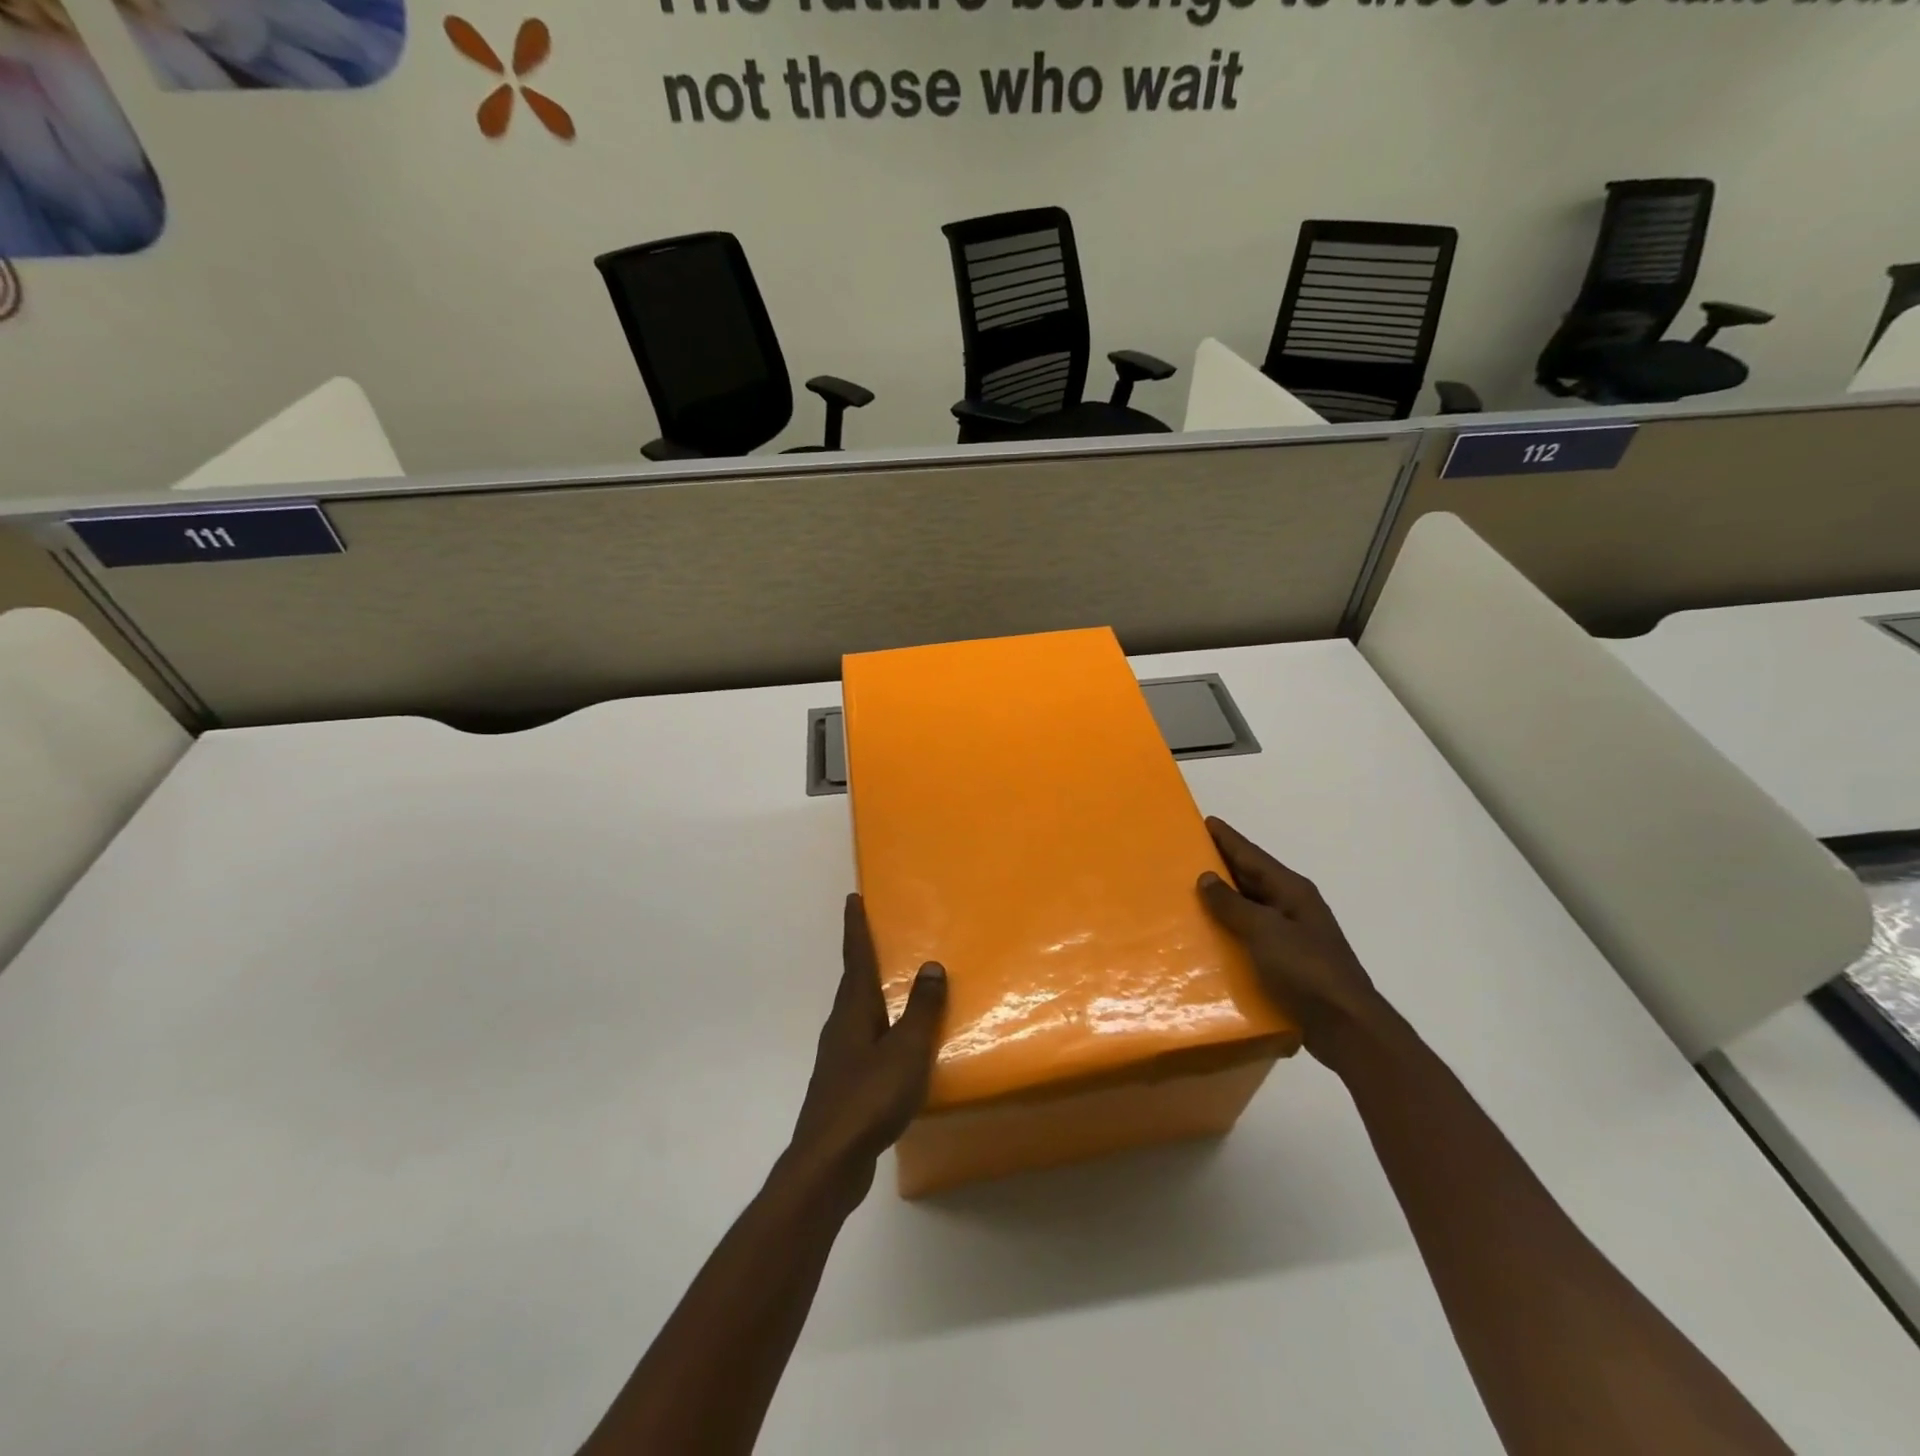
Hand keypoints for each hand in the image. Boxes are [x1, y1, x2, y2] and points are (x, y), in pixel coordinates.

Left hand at [788, 895, 947, 1199]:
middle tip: (880, 934)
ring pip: (859, 1013)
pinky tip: (897, 1045)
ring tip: (896, 985)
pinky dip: (882, 1029)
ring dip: (873, 993)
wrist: (829, 1162)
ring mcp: (840, 1057)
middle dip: (864, 956)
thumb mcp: (906, 1050)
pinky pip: (866, 1042)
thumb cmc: (869, 1098)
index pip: (856, 958)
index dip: (856, 927)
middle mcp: (842, 1027)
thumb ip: (921, 1010)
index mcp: (854, 1011)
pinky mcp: (845, 1085)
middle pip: (853, 982)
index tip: (853, 898)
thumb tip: (932, 966)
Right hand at [1197, 817, 1384, 1061]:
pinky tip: (1209, 937)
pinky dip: (1231, 931)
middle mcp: (1293, 907)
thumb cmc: (1307, 971)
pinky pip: (1252, 936)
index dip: (1228, 839)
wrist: (1347, 1027)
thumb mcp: (1265, 932)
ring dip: (1224, 900)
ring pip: (1251, 908)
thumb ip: (1233, 904)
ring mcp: (1292, 936)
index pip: (1252, 855)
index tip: (1205, 821)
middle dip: (1222, 865)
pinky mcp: (1287, 963)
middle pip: (1252, 878)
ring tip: (1189, 893)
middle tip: (1188, 854)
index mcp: (1292, 891)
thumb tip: (1206, 877)